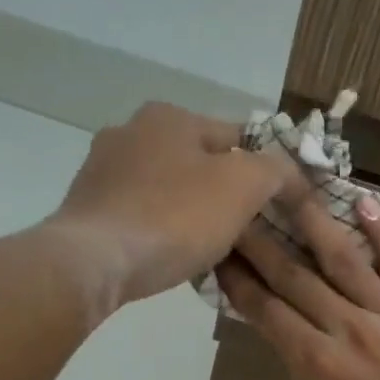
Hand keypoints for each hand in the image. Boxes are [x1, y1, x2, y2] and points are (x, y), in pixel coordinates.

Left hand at [47, 102, 301, 316]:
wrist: (94, 263)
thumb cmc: (174, 217)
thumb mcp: (244, 186)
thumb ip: (276, 170)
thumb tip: (291, 174)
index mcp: (169, 116)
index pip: (238, 137)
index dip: (265, 171)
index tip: (277, 207)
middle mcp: (130, 131)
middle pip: (201, 162)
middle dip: (225, 192)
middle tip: (246, 231)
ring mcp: (102, 170)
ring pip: (169, 189)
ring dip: (191, 211)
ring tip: (211, 248)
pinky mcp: (87, 207)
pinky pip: (142, 213)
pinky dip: (161, 228)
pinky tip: (171, 254)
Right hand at [217, 191, 379, 379]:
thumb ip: (300, 364)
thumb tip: (281, 322)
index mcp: (317, 363)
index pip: (267, 310)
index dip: (239, 279)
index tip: (219, 251)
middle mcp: (349, 330)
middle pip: (295, 277)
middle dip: (261, 242)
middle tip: (237, 209)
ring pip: (344, 259)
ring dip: (312, 221)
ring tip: (288, 186)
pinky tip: (364, 202)